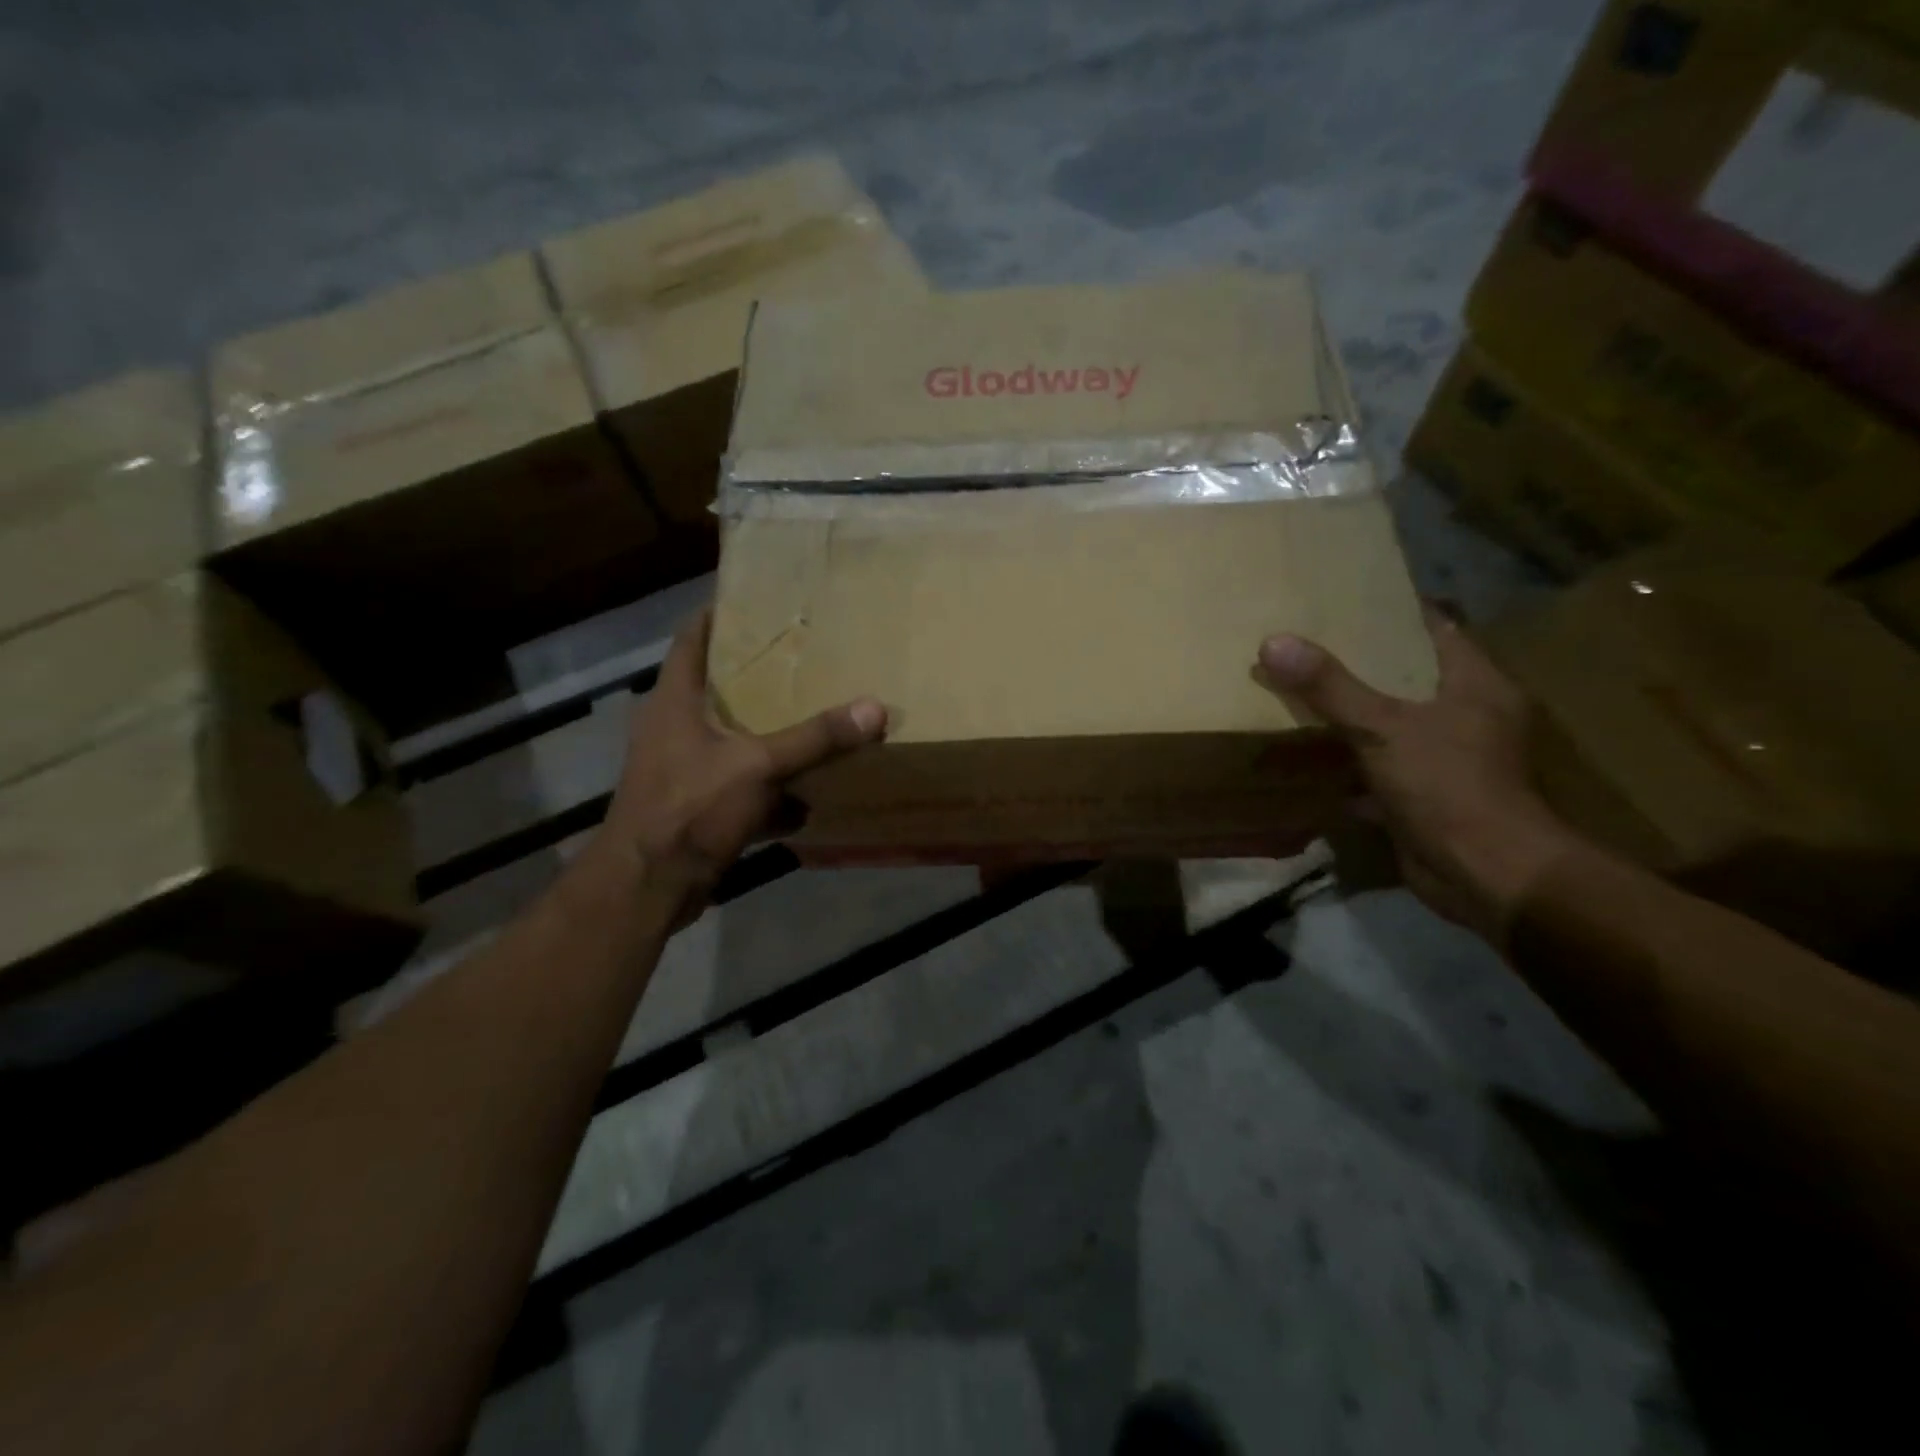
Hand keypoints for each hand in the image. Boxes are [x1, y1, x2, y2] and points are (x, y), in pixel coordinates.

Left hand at [595, 610, 885, 924]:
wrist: (649, 886)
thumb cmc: (691, 808)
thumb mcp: (758, 766)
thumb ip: (815, 738)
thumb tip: (874, 708)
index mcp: (675, 702)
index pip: (692, 639)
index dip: (718, 616)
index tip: (756, 601)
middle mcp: (674, 729)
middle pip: (716, 689)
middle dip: (757, 677)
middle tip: (802, 660)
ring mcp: (683, 771)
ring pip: (732, 741)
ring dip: (767, 736)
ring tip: (811, 720)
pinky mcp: (696, 808)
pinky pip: (741, 787)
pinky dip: (770, 792)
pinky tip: (806, 799)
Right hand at [1256, 608, 1578, 944]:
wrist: (1485, 874)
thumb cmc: (1448, 785)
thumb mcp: (1383, 727)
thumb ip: (1330, 687)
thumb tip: (1273, 642)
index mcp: (1474, 684)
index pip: (1436, 627)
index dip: (1394, 609)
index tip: (1346, 596)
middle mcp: (1465, 714)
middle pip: (1407, 674)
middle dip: (1360, 661)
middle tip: (1306, 641)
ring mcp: (1446, 757)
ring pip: (1390, 721)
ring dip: (1351, 712)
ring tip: (1298, 688)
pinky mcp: (1424, 794)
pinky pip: (1378, 765)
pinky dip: (1348, 761)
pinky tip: (1307, 753)